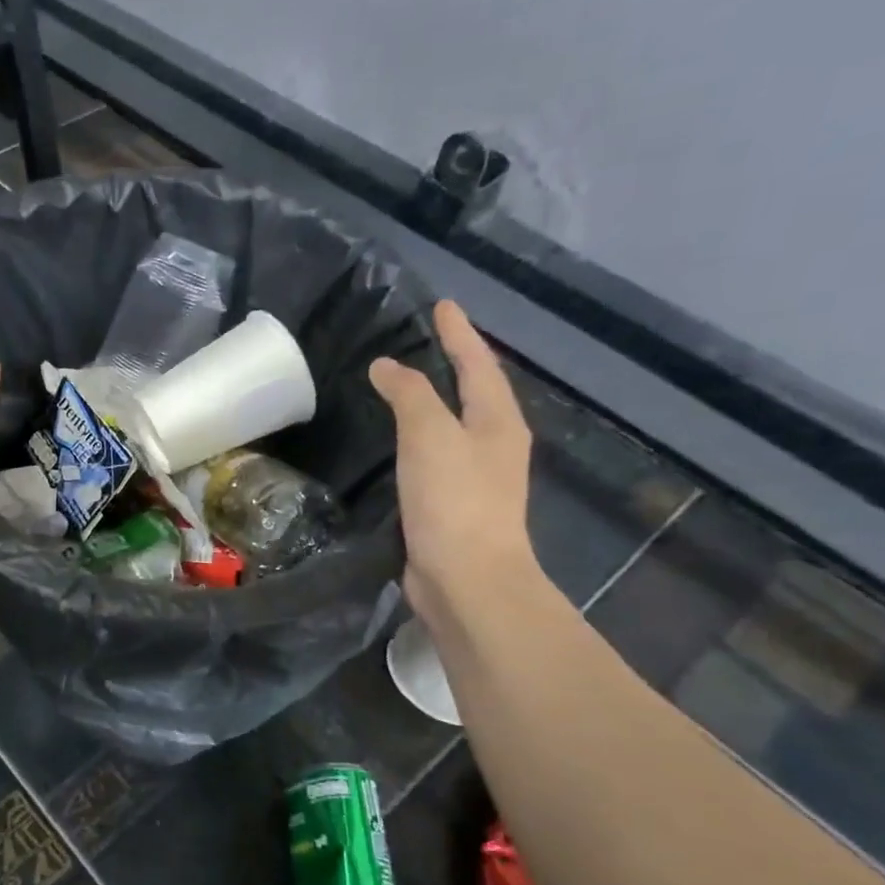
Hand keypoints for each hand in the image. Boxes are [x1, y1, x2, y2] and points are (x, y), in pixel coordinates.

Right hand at [369, 300, 537, 616]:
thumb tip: (386, 367)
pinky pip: (433, 456)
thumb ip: (410, 395)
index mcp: (497, 422)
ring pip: (453, 425)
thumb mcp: (430, 436)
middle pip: (474, 392)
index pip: (478, 364)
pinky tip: (396, 441)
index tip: (442, 305)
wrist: (466, 579)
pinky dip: (416, 437)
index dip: (459, 333)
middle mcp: (493, 444)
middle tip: (424, 339)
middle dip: (454, 363)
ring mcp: (475, 477)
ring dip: (433, 401)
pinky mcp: (451, 504)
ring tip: (404, 383)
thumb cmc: (454, 501)